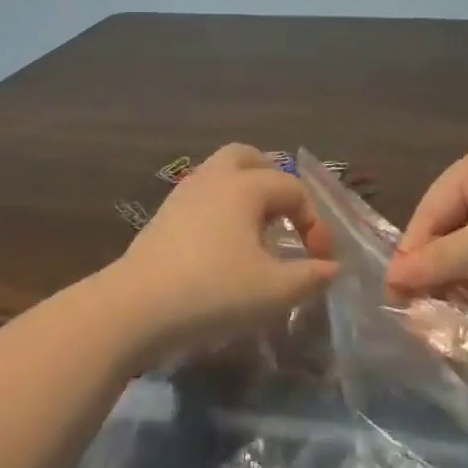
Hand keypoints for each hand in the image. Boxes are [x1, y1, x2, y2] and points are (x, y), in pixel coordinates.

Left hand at [112, 144, 338, 357]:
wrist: (134, 309)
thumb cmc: (213, 292)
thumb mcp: (274, 291)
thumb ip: (311, 276)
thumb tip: (332, 268)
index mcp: (245, 186)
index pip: (293, 189)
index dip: (315, 222)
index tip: (319, 260)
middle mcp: (214, 179)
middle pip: (248, 158)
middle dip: (273, 182)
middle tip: (285, 217)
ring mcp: (182, 195)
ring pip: (220, 175)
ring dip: (245, 195)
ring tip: (257, 234)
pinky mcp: (162, 217)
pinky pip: (202, 198)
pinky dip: (221, 210)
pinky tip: (224, 247)